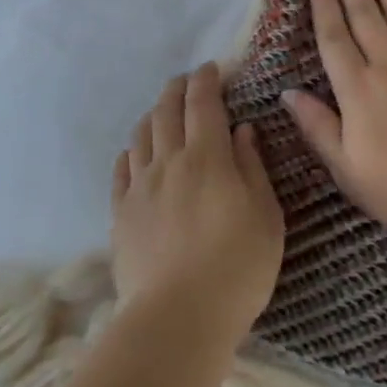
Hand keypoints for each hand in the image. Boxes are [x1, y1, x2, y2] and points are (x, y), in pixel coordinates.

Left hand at [111, 64, 283, 345]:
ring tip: (163, 112)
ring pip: (141, 136)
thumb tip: (243, 129)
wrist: (178, 318)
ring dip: (153, 115)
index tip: (211, 68)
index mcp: (208, 157)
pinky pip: (121, 169)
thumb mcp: (266, 215)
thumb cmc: (238, 267)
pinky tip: (136, 152)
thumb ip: (253, 167)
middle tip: (187, 81)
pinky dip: (131, 151)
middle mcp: (169, 162)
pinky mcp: (120, 214)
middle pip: (167, 112)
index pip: (203, 104)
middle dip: (177, 89)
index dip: (206, 81)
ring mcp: (140, 188)